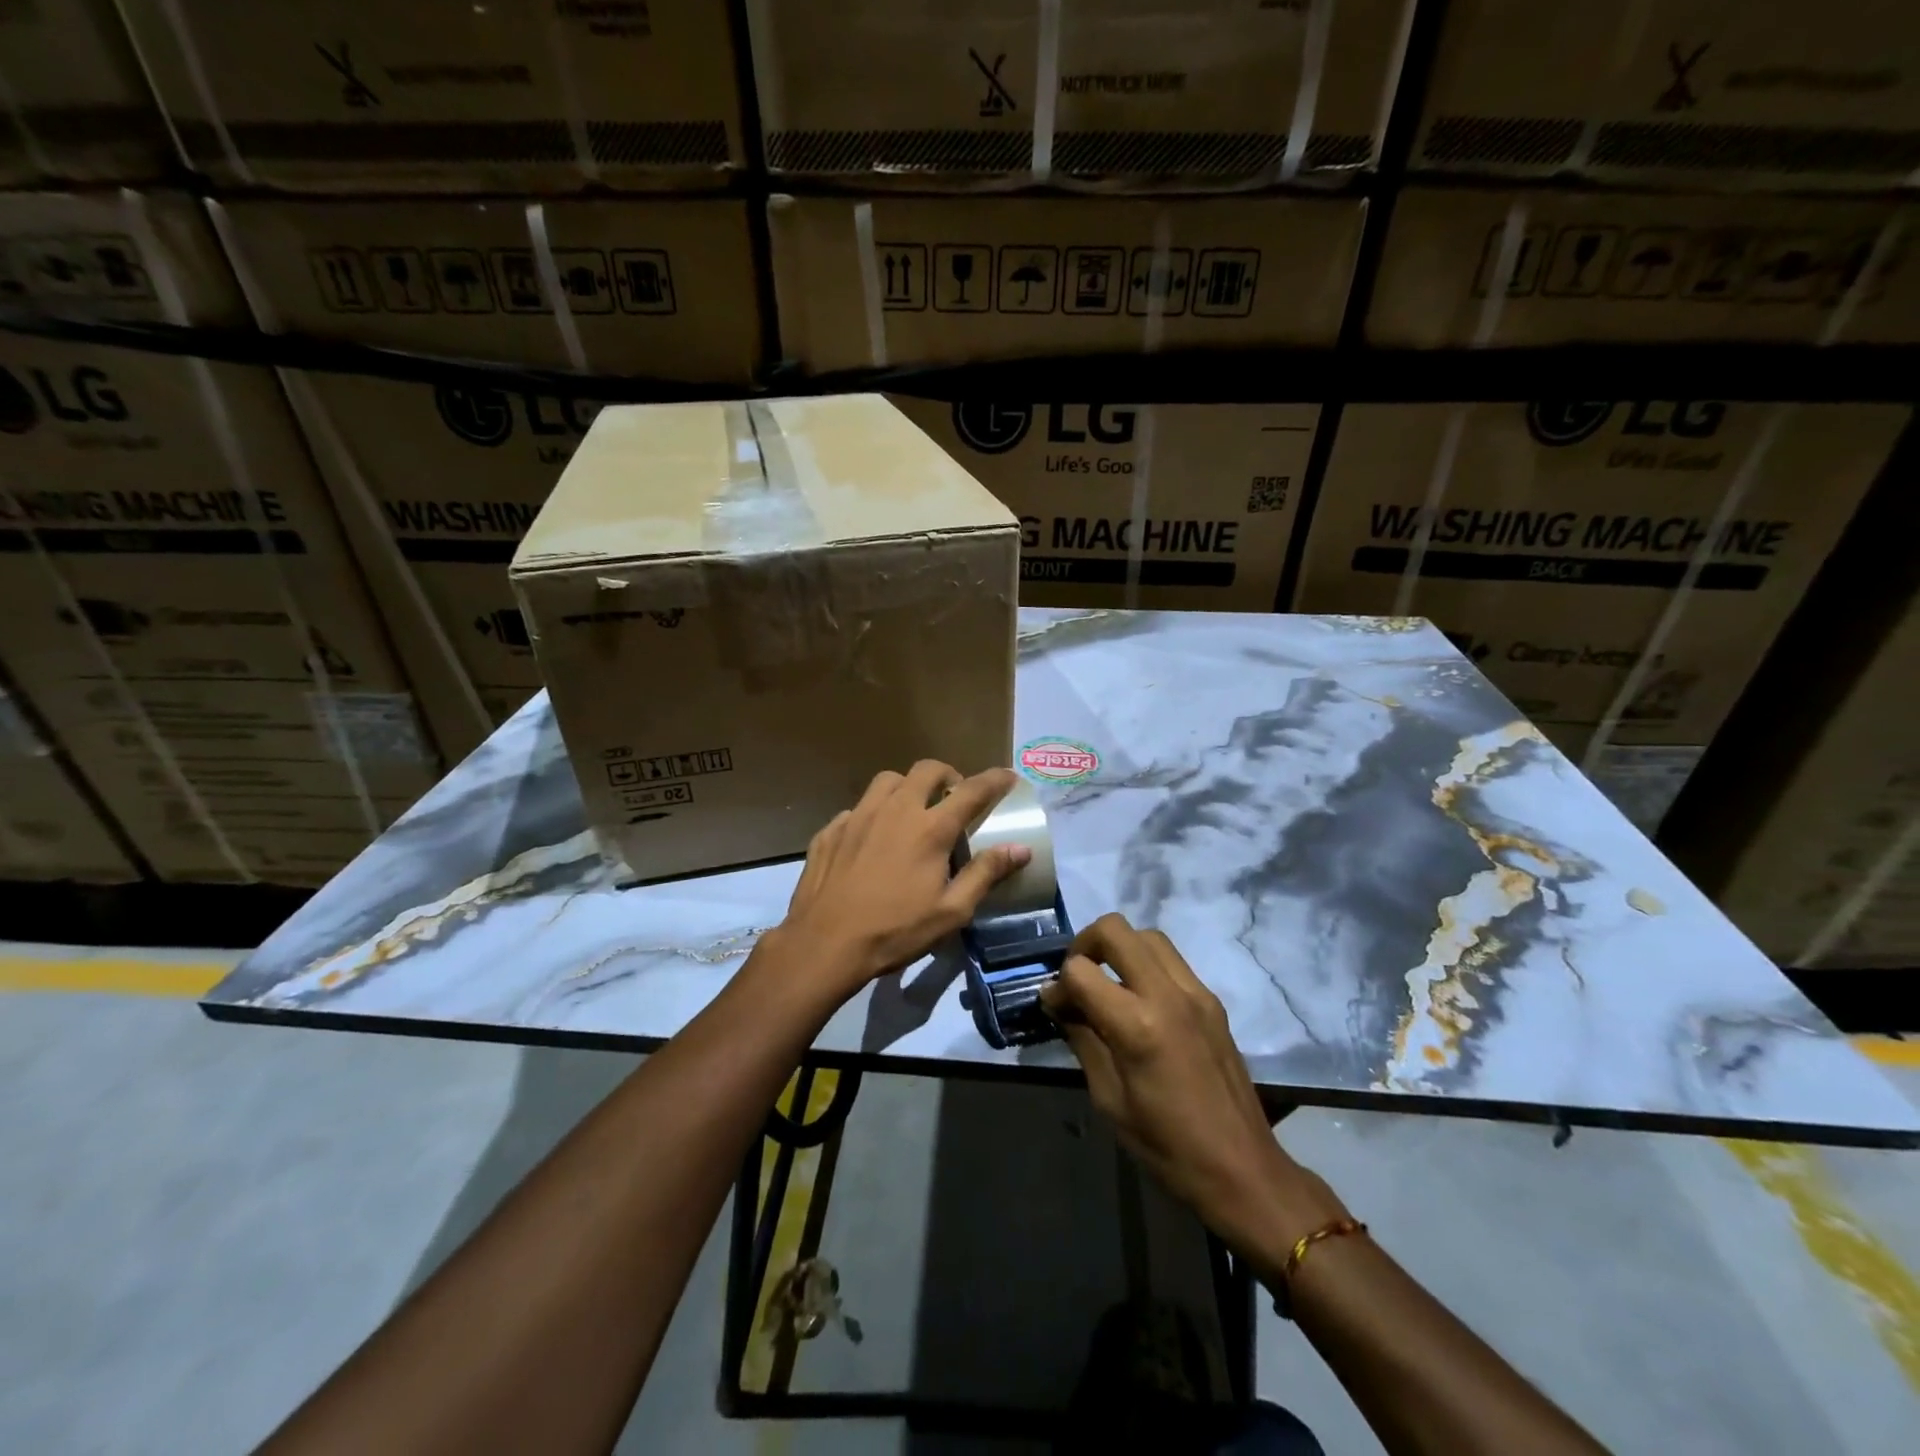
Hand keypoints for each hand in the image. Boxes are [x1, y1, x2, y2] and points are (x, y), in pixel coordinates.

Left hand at [772, 761, 1030, 1000]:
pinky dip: (874, 813)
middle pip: (926, 770)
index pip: (971, 791)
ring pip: (888, 780)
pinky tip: (873, 839)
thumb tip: (1019, 849)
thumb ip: (985, 874)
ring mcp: (858, 816)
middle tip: (954, 795)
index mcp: (930, 829)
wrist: (824, 944)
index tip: (1008, 776)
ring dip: (908, 786)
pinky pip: (858, 807)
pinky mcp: (831, 829)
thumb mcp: (951, 912)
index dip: (994, 780)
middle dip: (948, 774)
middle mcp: (895, 810)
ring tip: (912, 809)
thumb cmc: (895, 931)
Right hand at [1040, 914, 1347, 1263]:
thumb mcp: (1109, 1099)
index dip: (1058, 985)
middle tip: (1077, 978)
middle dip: (1085, 944)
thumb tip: (1058, 1003)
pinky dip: (1146, 964)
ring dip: (1119, 948)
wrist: (1243, 1170)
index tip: (1055, 1007)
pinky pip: (1172, 961)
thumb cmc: (1167, 1146)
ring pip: (1147, 936)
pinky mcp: (1212, 1001)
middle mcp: (1168, 995)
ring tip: (1107, 983)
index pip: (1080, 970)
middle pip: (1115, 930)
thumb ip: (1082, 1039)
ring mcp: (1196, 993)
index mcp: (1138, 1025)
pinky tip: (1139, 1000)